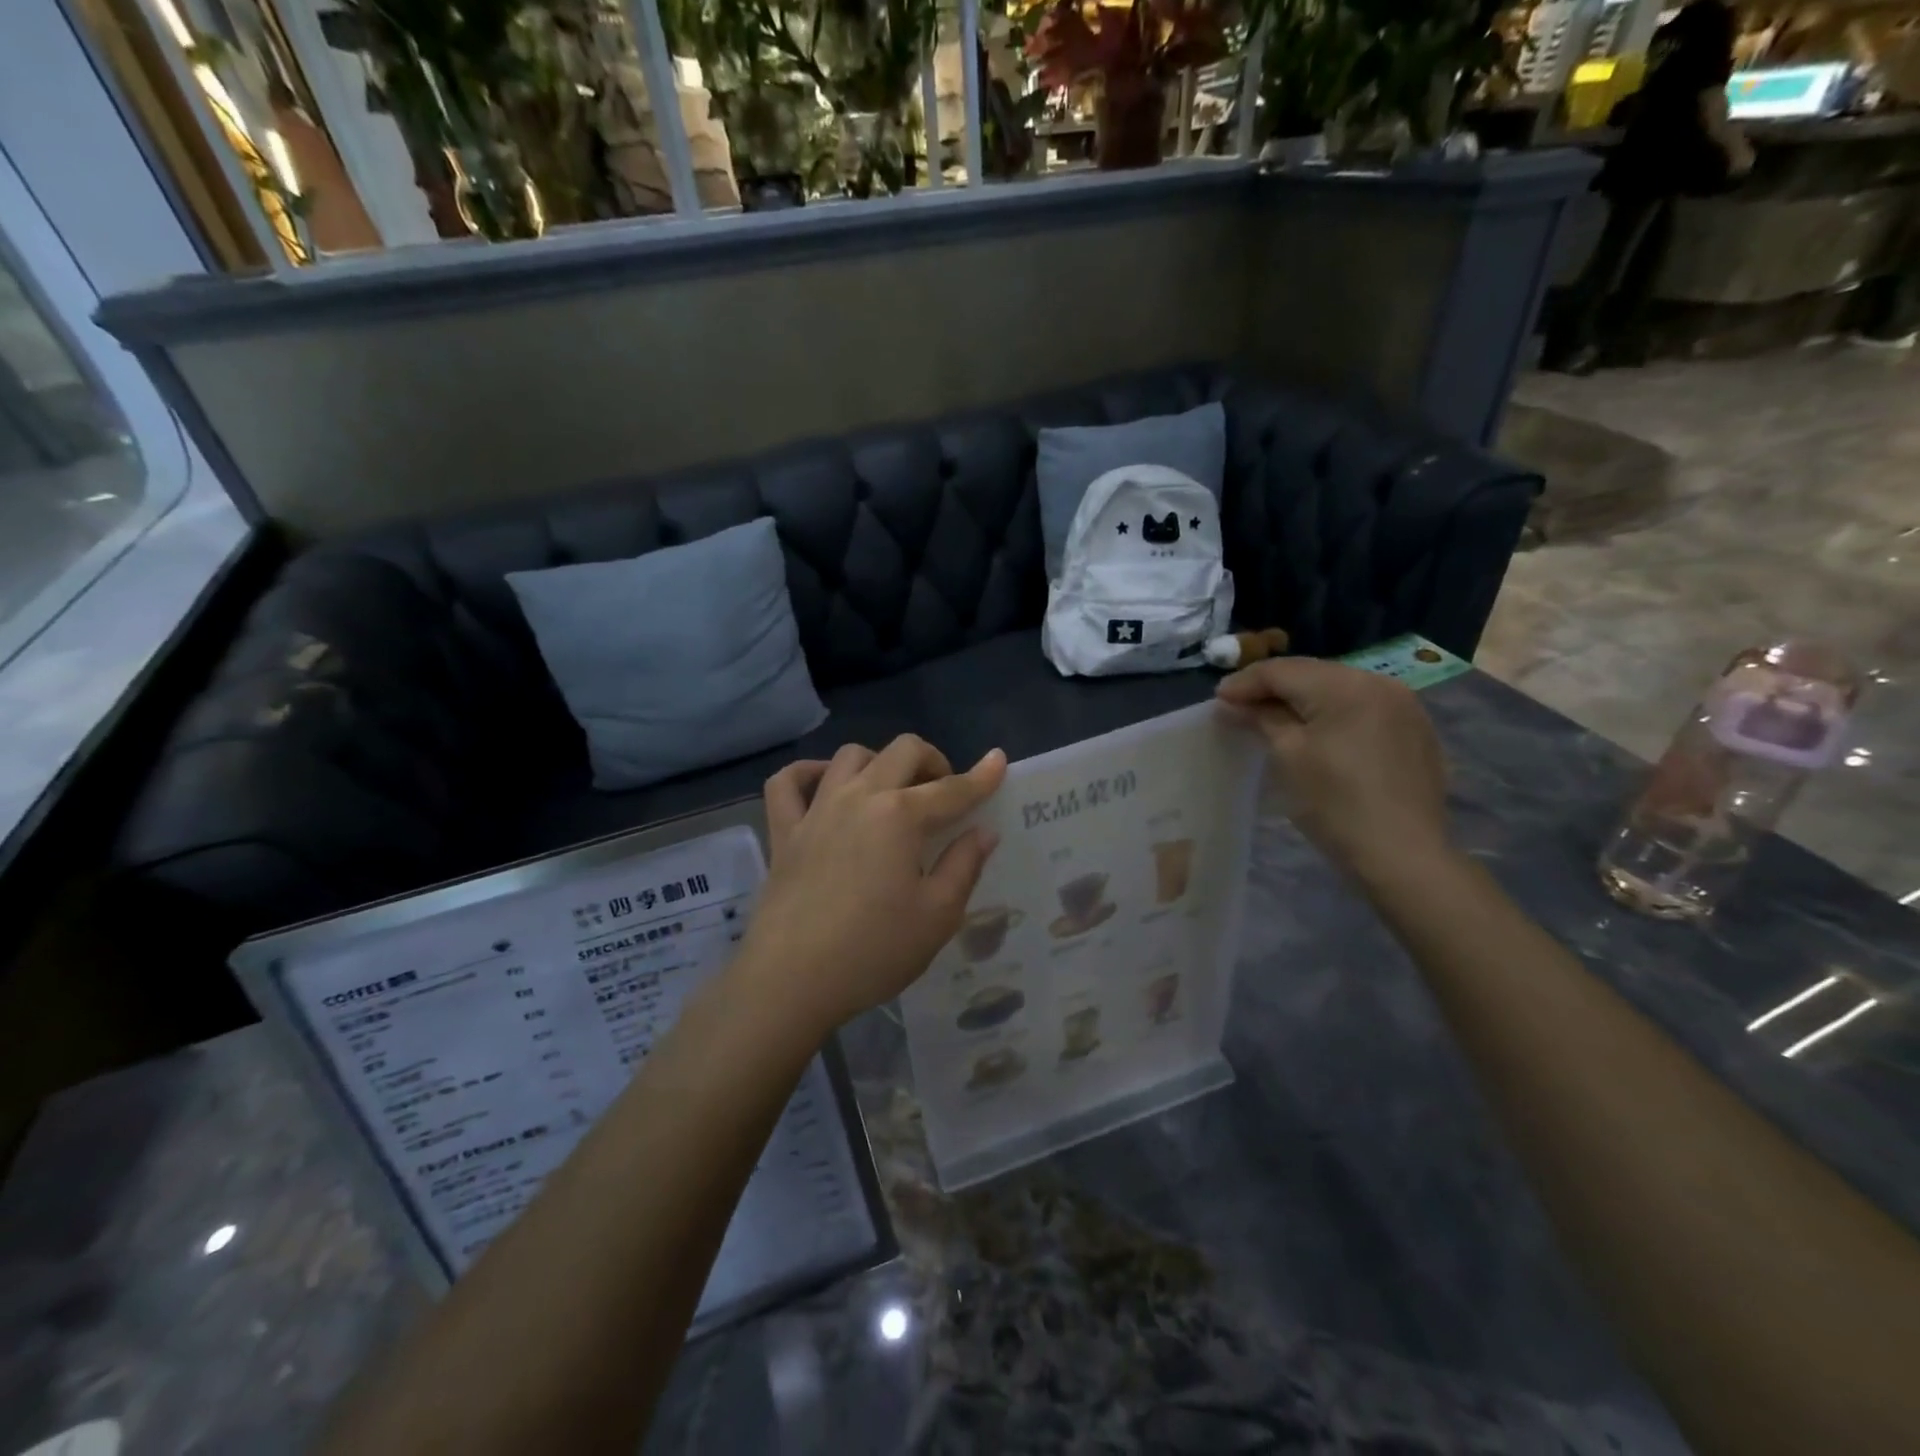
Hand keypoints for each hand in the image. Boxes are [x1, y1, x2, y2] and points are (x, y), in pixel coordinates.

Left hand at [737, 736, 1006, 1037]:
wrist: (791, 980)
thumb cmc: (873, 951)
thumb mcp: (937, 915)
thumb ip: (964, 865)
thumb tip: (983, 831)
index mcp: (901, 815)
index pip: (952, 789)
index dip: (981, 776)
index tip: (998, 761)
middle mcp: (859, 797)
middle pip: (902, 751)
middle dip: (933, 760)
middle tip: (944, 791)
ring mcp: (817, 810)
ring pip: (850, 755)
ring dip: (880, 761)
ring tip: (892, 791)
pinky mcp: (784, 831)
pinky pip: (788, 782)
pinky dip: (809, 773)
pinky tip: (826, 786)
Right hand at [1216, 658, 1451, 883]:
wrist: (1403, 855)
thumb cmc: (1336, 803)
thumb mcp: (1289, 755)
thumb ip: (1261, 719)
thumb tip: (1234, 703)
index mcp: (1346, 685)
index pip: (1283, 671)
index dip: (1245, 683)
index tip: (1217, 700)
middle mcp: (1379, 682)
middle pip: (1312, 674)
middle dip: (1273, 688)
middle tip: (1238, 706)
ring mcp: (1404, 706)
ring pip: (1338, 689)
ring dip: (1302, 699)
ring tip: (1272, 718)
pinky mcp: (1414, 731)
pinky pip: (1362, 708)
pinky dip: (1332, 714)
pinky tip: (1316, 733)